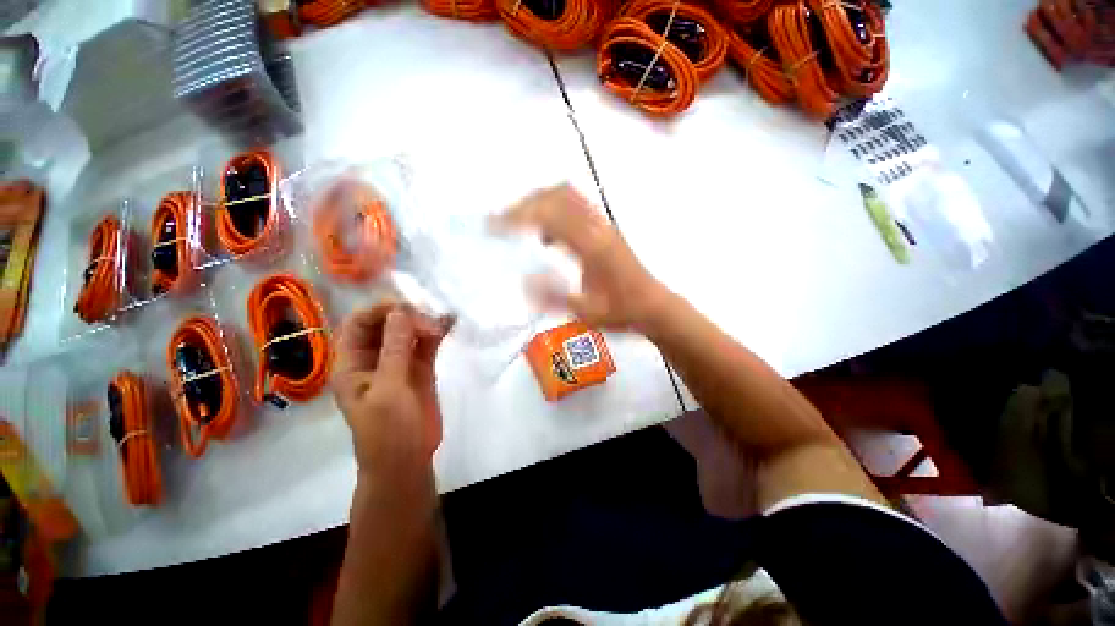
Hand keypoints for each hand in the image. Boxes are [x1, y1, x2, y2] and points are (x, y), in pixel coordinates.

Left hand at [332, 303, 450, 480]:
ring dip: (424, 322)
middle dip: (406, 316)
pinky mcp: (421, 369)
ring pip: (409, 333)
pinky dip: (437, 333)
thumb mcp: (388, 389)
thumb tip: (401, 311)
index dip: (378, 311)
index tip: (405, 308)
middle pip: (385, 325)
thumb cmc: (388, 429)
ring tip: (442, 321)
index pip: (359, 325)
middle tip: (428, 319)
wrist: (408, 461)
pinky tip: (450, 323)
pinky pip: (426, 345)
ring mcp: (400, 363)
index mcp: (352, 364)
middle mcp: (374, 359)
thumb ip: (395, 349)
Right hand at [496, 184, 669, 331]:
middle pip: (557, 194)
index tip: (494, 226)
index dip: (519, 216)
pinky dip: (554, 209)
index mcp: (592, 246)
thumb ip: (554, 297)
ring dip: (540, 202)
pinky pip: (576, 205)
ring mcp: (603, 224)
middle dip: (525, 203)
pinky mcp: (606, 228)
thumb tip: (524, 280)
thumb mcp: (585, 312)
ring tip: (519, 224)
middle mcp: (598, 227)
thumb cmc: (621, 312)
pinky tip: (546, 234)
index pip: (550, 216)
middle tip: (503, 222)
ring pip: (568, 195)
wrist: (652, 306)